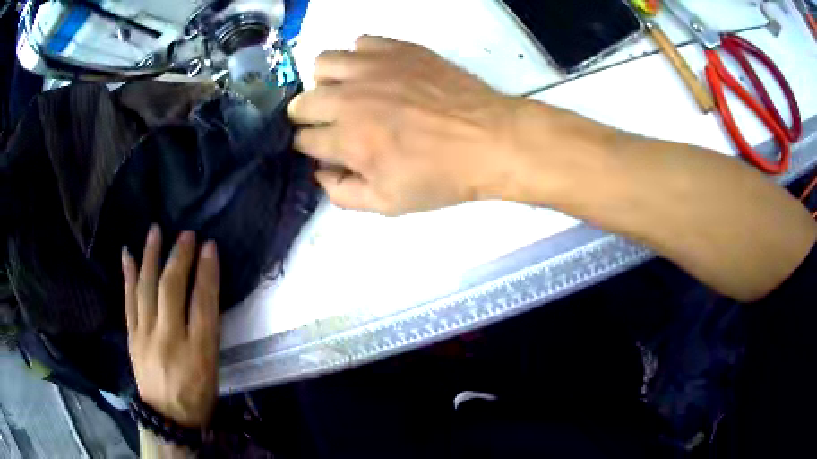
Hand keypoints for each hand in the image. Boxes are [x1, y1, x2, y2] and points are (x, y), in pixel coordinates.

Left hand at [122, 225, 219, 427]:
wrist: (167, 418)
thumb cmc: (197, 395)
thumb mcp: (212, 368)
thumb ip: (207, 331)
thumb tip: (202, 292)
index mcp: (198, 352)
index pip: (203, 303)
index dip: (207, 272)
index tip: (209, 246)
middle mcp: (169, 339)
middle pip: (171, 290)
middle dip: (179, 257)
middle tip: (186, 234)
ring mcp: (145, 336)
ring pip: (146, 288)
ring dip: (151, 256)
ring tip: (155, 231)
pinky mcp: (131, 337)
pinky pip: (129, 301)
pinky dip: (128, 275)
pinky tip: (127, 254)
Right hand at [288, 36, 519, 214]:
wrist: (489, 140)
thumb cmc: (441, 176)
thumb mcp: (388, 204)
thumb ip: (343, 193)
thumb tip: (320, 173)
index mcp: (347, 140)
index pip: (303, 140)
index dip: (310, 148)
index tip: (326, 150)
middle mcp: (350, 99)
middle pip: (302, 102)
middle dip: (308, 118)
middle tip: (332, 124)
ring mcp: (373, 68)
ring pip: (323, 64)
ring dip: (327, 82)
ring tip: (348, 93)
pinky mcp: (397, 49)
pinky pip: (360, 43)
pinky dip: (360, 58)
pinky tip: (377, 74)